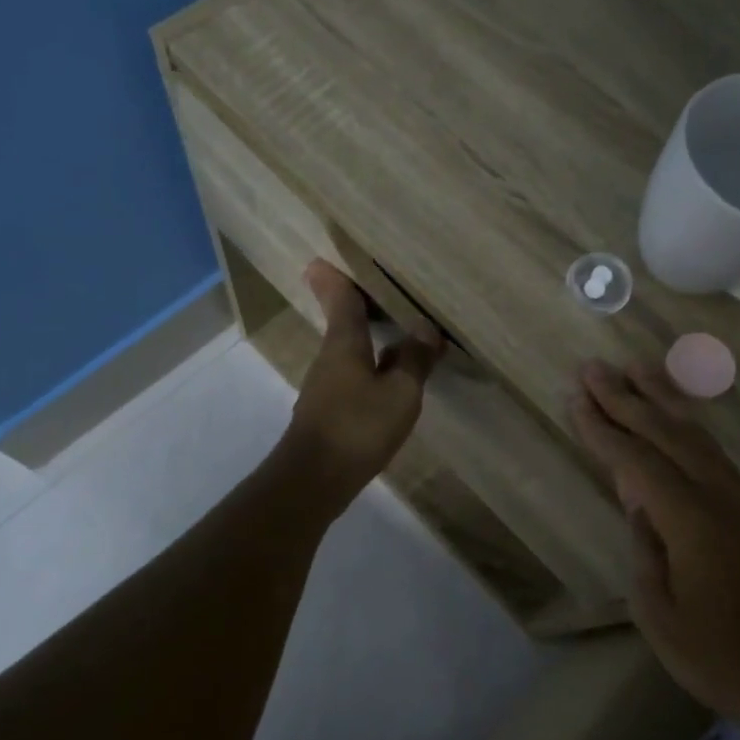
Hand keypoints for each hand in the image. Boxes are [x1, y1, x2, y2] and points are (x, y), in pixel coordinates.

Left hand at [284, 261, 442, 501]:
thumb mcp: (400, 393)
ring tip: (395, 332)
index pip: (340, 299)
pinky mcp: (327, 411)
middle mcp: (329, 358)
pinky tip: (388, 378)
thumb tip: (425, 329)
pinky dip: (369, 366)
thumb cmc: (358, 427)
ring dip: (367, 338)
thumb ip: (414, 360)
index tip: (323, 258)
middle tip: (377, 289)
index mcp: (344, 343)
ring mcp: (325, 386)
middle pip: (342, 323)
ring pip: (348, 351)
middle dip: (356, 305)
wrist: (314, 480)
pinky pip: (352, 375)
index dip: (335, 278)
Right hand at [570, 360, 739, 738]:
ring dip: (662, 399)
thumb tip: (638, 505)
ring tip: (634, 368)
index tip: (574, 397)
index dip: (601, 428)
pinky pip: (714, 453)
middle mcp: (721, 496)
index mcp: (692, 521)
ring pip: (697, 435)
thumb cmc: (723, 659)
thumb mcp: (659, 615)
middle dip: (626, 398)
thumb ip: (644, 550)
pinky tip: (675, 418)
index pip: (636, 460)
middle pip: (666, 433)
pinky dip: (687, 426)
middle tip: (593, 367)